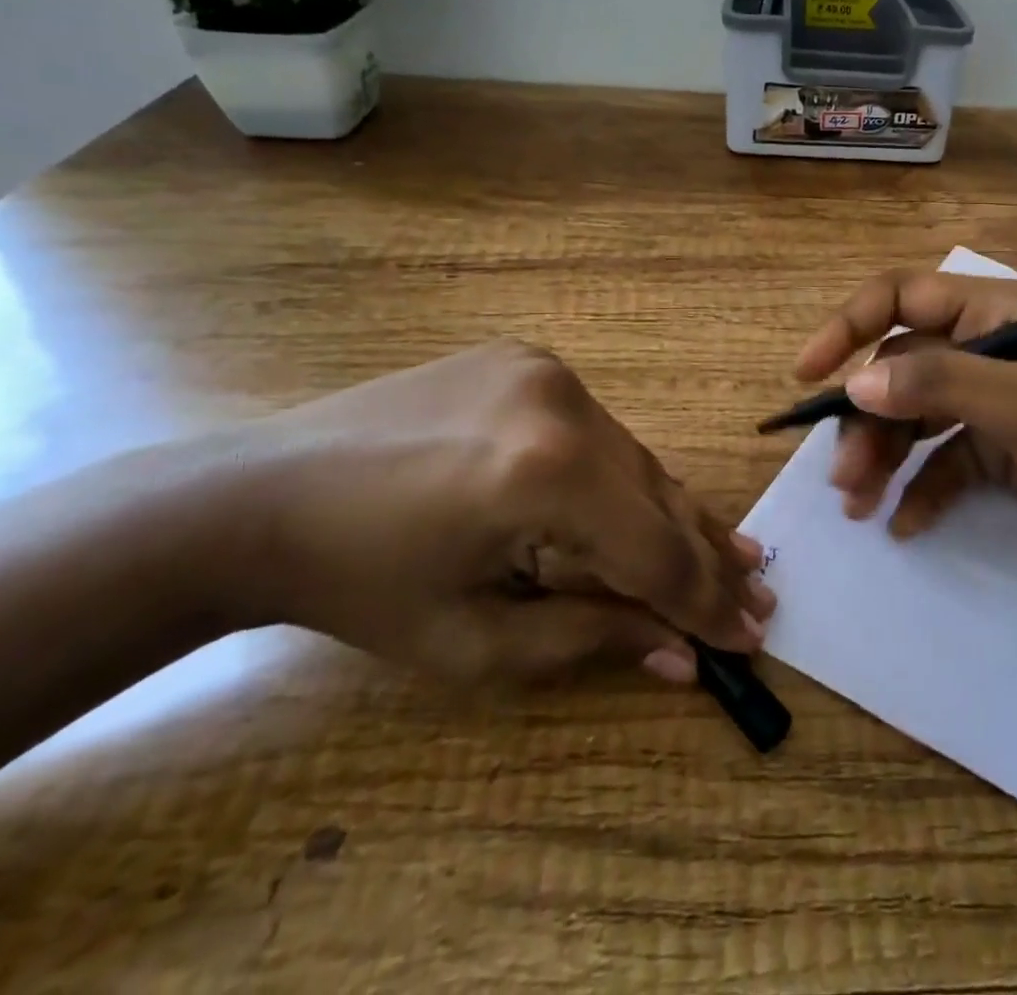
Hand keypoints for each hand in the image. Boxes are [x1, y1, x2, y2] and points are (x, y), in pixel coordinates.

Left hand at [225, 340, 773, 685]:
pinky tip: (648, 506)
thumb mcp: (477, 639)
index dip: (703, 602)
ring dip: (673, 514)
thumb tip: (683, 657)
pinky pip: (598, 431)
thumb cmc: (361, 586)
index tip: (749, 637)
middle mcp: (563, 404)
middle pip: (657, 496)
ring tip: (729, 555)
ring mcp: (548, 370)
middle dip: (706, 557)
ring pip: (633, 458)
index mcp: (543, 475)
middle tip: (759, 594)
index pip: (653, 551)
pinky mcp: (531, 359)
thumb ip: (593, 637)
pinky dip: (624, 477)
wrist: (258, 494)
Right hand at [794, 270, 1016, 585]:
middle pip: (900, 370)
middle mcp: (986, 352)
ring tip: (859, 504)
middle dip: (866, 419)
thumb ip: (940, 386)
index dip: (849, 326)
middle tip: (842, 475)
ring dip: (882, 457)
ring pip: (914, 420)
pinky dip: (919, 490)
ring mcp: (992, 405)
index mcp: (994, 315)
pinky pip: (941, 464)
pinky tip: (904, 524)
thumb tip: (855, 383)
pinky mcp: (1000, 455)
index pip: (903, 299)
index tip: (808, 372)